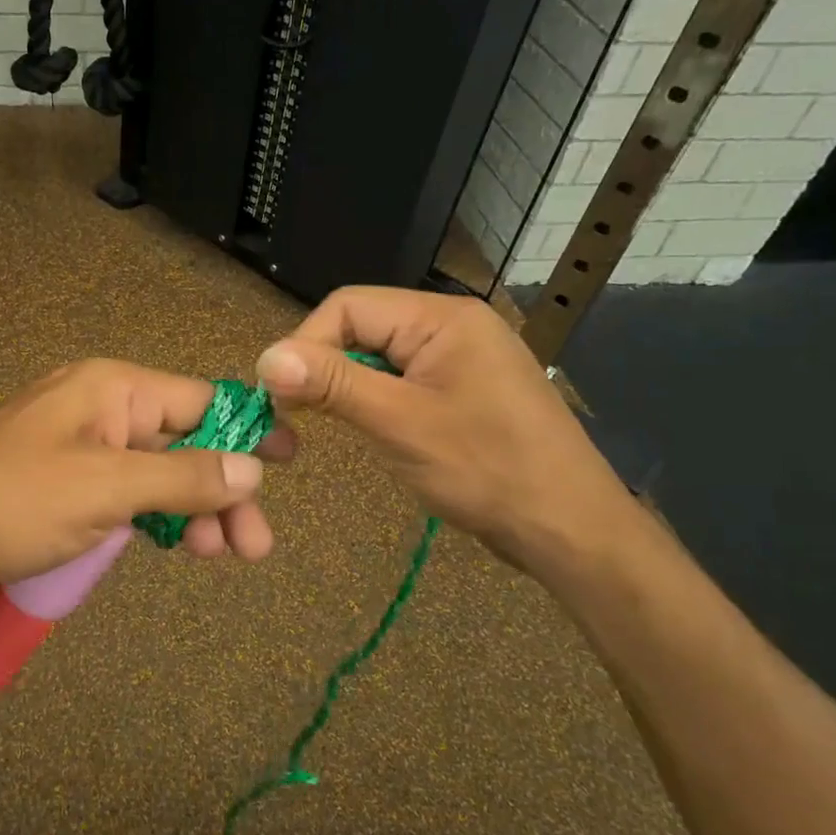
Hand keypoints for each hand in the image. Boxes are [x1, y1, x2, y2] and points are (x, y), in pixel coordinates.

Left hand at [0, 359, 294, 598]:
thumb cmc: (9, 501)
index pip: (200, 401)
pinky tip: (179, 545)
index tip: (292, 461)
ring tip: (222, 555)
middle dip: (222, 490)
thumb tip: (254, 468)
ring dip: (193, 511)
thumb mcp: (105, 488)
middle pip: (183, 442)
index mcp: (111, 388)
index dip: (248, 429)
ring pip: (158, 475)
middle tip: (254, 546)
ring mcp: (82, 450)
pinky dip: (155, 519)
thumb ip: (183, 478)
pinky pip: (127, 496)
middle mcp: (100, 410)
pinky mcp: (65, 487)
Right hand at [254, 287, 640, 581]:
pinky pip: (403, 381)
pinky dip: (376, 402)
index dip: (306, 343)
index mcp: (442, 318)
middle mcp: (452, 326)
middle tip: (297, 416)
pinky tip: (373, 431)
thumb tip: (265, 358)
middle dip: (326, 367)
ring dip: (348, 388)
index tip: (279, 395)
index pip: (348, 305)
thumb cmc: (486, 470)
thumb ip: (332, 384)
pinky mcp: (463, 390)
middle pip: (362, 327)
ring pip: (379, 357)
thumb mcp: (399, 423)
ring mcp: (461, 359)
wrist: (570, 528)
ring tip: (332, 426)